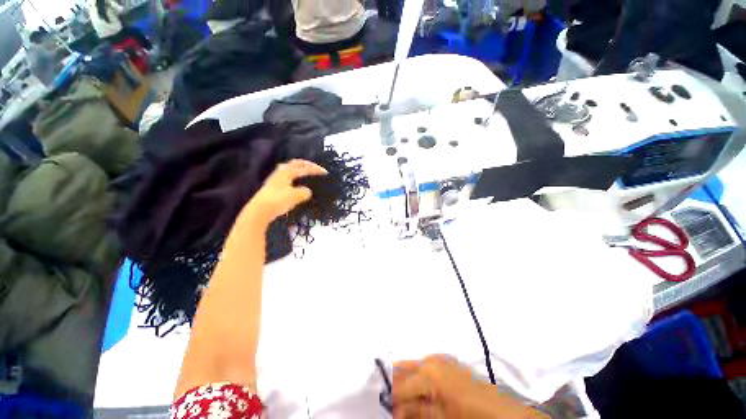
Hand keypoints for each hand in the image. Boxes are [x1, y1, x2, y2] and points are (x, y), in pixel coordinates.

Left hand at [245, 159, 327, 225]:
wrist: (259, 211)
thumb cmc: (278, 201)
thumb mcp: (295, 196)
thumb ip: (304, 192)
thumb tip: (307, 191)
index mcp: (287, 172)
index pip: (304, 168)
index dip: (315, 169)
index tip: (325, 173)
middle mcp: (280, 173)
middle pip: (295, 163)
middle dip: (306, 164)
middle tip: (315, 168)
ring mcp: (275, 179)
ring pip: (288, 169)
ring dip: (298, 169)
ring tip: (305, 174)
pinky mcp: (272, 187)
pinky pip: (286, 177)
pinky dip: (294, 176)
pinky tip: (295, 184)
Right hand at [393, 355, 546, 418]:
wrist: (501, 410)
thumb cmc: (470, 416)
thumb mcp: (441, 418)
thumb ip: (416, 412)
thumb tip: (396, 410)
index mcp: (428, 372)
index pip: (400, 384)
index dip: (393, 400)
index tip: (392, 413)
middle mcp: (430, 359)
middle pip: (403, 369)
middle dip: (397, 386)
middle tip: (396, 404)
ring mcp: (439, 358)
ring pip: (413, 366)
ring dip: (408, 382)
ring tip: (410, 401)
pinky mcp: (446, 361)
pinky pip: (424, 366)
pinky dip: (419, 378)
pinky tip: (423, 393)